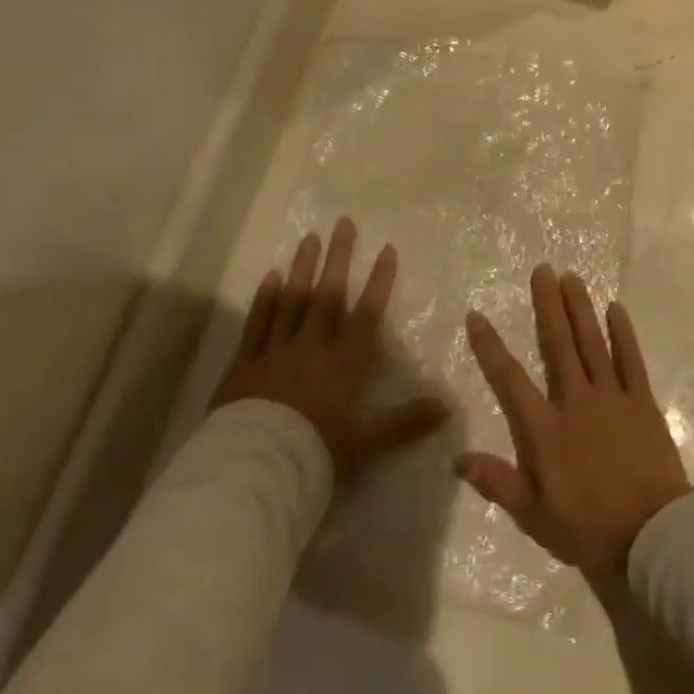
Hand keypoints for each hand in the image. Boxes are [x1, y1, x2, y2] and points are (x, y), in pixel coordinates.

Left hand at [210, 219, 449, 479]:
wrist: (254, 470)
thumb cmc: (314, 454)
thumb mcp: (367, 443)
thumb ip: (407, 421)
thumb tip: (448, 405)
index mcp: (344, 362)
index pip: (367, 313)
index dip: (379, 280)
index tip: (387, 248)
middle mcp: (312, 346)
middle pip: (328, 294)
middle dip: (338, 257)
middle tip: (343, 223)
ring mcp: (276, 350)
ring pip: (292, 300)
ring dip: (303, 267)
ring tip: (310, 237)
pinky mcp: (246, 361)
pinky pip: (257, 322)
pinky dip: (265, 298)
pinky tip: (271, 275)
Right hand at [456, 266, 690, 590]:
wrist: (651, 538)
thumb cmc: (588, 529)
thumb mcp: (533, 515)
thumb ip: (496, 482)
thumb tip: (457, 458)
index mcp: (544, 428)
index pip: (509, 378)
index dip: (490, 346)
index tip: (476, 315)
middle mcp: (574, 400)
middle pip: (558, 343)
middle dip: (547, 304)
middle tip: (542, 269)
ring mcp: (611, 396)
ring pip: (592, 341)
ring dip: (580, 307)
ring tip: (571, 276)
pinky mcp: (641, 401)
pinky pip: (630, 359)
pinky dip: (623, 332)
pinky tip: (616, 308)